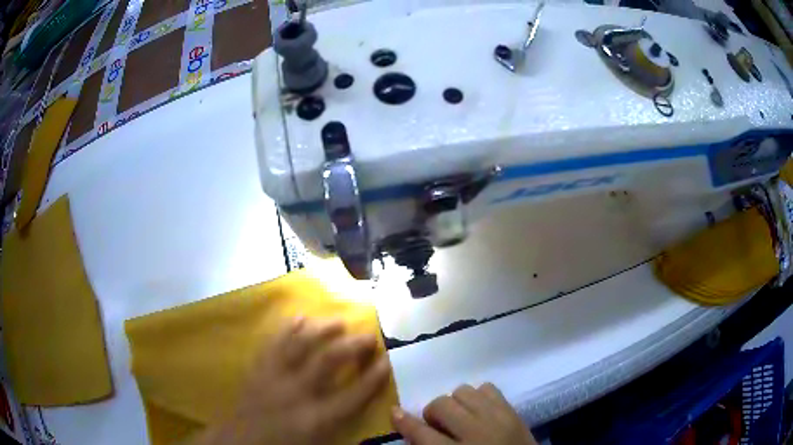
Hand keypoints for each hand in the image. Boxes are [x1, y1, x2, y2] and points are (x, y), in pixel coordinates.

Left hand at [194, 317, 390, 444]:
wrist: (238, 442)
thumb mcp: (318, 443)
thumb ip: (339, 423)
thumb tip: (360, 403)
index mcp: (315, 419)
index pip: (353, 395)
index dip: (374, 378)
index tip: (387, 360)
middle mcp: (296, 393)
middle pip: (328, 361)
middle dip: (352, 346)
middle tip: (368, 336)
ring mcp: (274, 377)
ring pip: (300, 345)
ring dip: (322, 330)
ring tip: (338, 321)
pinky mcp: (258, 369)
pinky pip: (273, 343)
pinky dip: (287, 328)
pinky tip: (299, 317)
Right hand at [391, 383, 537, 444]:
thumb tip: (413, 431)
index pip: (423, 434)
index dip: (405, 422)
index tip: (394, 412)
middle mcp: (477, 432)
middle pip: (442, 405)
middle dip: (433, 413)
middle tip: (439, 425)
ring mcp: (498, 417)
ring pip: (463, 391)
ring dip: (455, 403)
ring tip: (460, 417)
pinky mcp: (512, 409)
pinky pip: (487, 388)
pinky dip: (478, 396)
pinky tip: (479, 411)